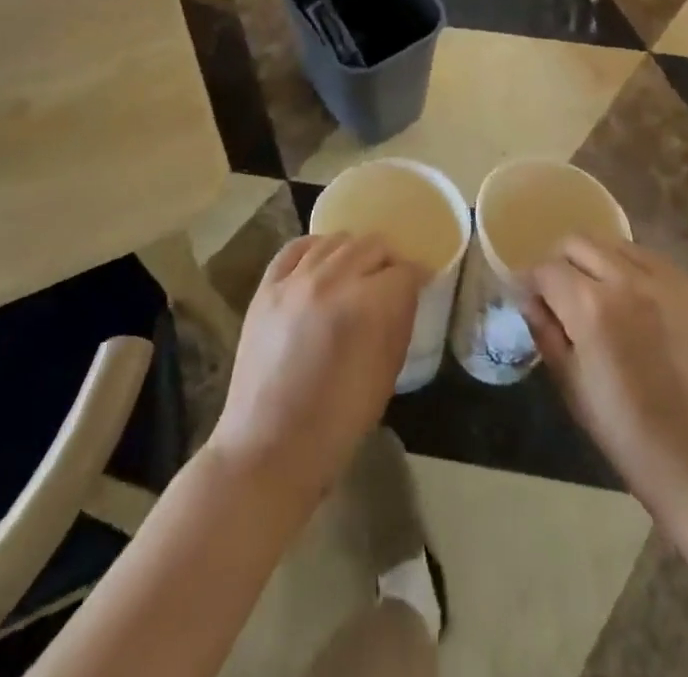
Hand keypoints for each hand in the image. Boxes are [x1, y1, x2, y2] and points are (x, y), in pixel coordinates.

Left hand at [207, 233, 425, 507]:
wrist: (269, 448)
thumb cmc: (337, 422)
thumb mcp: (386, 374)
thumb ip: (399, 322)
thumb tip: (406, 293)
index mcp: (366, 305)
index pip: (404, 271)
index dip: (417, 277)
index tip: (421, 284)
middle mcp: (331, 280)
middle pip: (372, 245)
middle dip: (389, 260)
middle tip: (391, 280)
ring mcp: (294, 280)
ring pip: (336, 240)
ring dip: (354, 252)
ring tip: (357, 271)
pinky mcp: (267, 287)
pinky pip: (295, 248)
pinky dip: (315, 248)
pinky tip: (322, 261)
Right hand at [523, 239, 687, 517]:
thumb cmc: (624, 430)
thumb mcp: (570, 382)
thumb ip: (545, 330)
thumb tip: (529, 298)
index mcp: (591, 306)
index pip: (546, 269)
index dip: (530, 282)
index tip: (527, 296)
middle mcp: (627, 280)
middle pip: (578, 242)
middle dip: (560, 262)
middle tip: (559, 292)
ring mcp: (665, 280)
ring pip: (614, 244)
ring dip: (596, 261)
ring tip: (597, 294)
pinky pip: (649, 259)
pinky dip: (630, 269)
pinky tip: (632, 301)